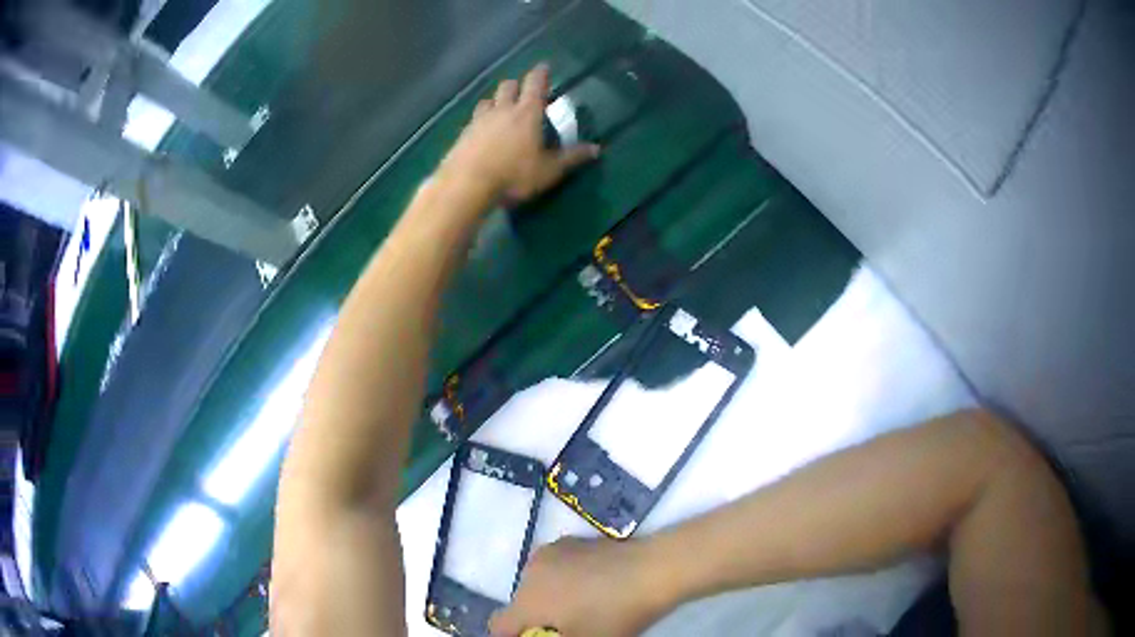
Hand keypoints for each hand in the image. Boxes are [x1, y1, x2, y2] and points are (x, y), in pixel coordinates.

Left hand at [439, 64, 600, 201]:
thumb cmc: (513, 175)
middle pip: (507, 86)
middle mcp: (502, 110)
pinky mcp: (463, 134)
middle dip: (516, 85)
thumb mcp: (549, 170)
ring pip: (487, 100)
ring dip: (496, 101)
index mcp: (527, 113)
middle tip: (523, 93)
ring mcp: (479, 120)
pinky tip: (482, 132)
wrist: (466, 185)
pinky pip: (473, 120)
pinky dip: (480, 121)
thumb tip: (597, 149)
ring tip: (500, 110)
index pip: (535, 84)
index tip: (544, 66)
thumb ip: (572, 158)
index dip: (541, 74)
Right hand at [489, 537, 672, 636]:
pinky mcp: (573, 541)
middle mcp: (530, 572)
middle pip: (519, 605)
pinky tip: (594, 588)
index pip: (499, 627)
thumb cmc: (615, 614)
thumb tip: (555, 633)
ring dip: (549, 599)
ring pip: (538, 585)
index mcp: (527, 600)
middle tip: (565, 629)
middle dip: (535, 620)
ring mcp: (552, 552)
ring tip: (582, 609)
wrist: (654, 569)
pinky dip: (564, 581)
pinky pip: (556, 569)